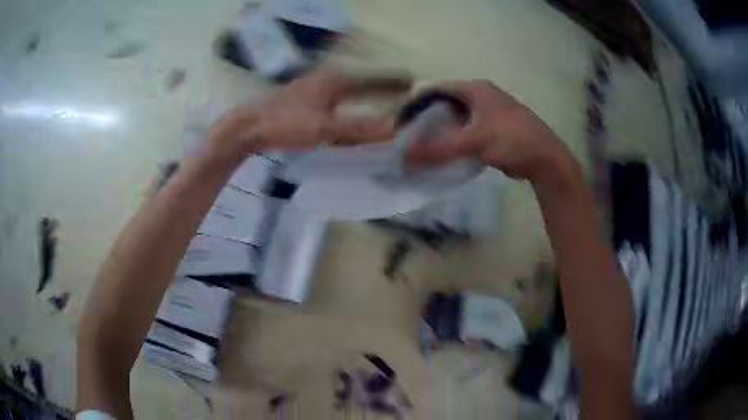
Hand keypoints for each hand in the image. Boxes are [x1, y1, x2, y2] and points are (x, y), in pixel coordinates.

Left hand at [207, 69, 411, 162]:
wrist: (248, 127)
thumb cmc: (286, 123)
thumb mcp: (325, 128)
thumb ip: (360, 128)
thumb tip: (396, 129)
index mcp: (337, 81)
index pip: (375, 79)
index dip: (395, 81)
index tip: (414, 81)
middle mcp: (328, 79)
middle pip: (363, 82)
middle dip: (383, 86)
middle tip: (402, 92)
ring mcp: (315, 88)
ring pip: (349, 90)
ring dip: (367, 94)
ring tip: (382, 101)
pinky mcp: (305, 99)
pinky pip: (337, 99)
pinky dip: (350, 103)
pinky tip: (349, 113)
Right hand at [405, 80, 568, 182]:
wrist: (545, 159)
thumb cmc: (513, 139)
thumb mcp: (475, 140)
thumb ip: (440, 149)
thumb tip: (404, 158)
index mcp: (474, 89)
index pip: (435, 89)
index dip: (415, 104)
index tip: (400, 124)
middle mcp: (478, 97)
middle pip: (442, 105)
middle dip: (424, 121)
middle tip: (407, 139)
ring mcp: (485, 114)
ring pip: (453, 121)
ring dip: (438, 134)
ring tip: (419, 149)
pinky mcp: (490, 131)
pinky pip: (463, 134)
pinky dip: (451, 143)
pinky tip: (441, 156)